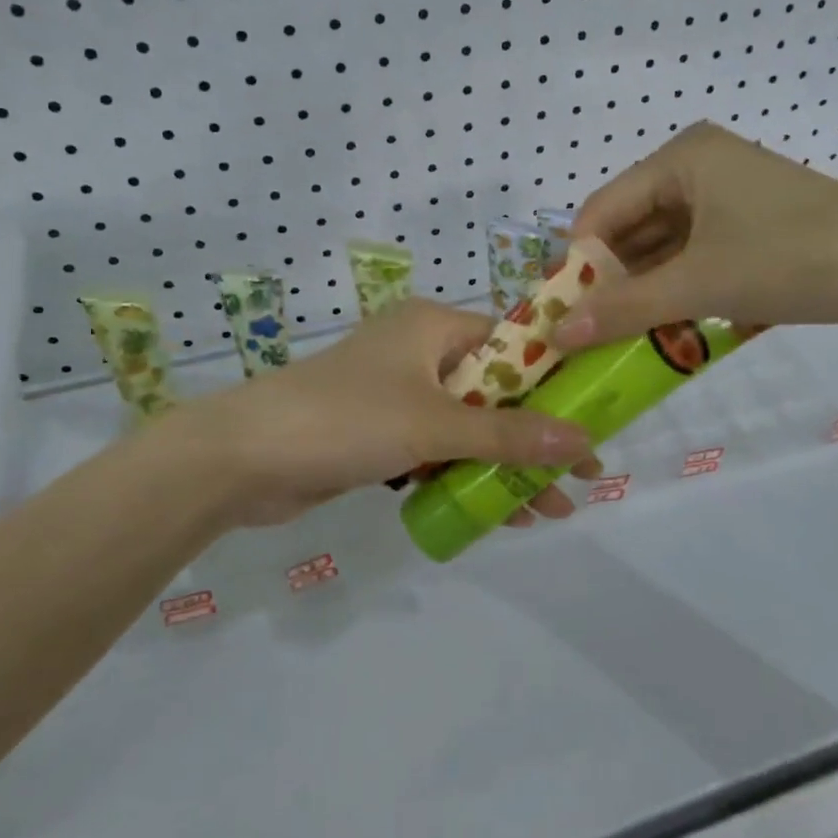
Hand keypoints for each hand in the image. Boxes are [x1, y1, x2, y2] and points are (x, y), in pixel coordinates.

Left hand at [188, 299, 597, 527]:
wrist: (242, 459)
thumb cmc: (345, 419)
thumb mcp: (433, 424)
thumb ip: (509, 435)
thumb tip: (584, 443)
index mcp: (432, 326)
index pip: (512, 343)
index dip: (556, 381)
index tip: (594, 417)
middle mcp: (418, 353)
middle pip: (494, 391)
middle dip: (536, 436)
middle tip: (582, 475)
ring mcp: (398, 396)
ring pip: (468, 427)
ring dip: (506, 465)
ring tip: (553, 509)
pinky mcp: (380, 435)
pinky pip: (438, 451)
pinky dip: (466, 476)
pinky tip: (502, 512)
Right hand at [557, 121, 837, 349]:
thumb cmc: (794, 258)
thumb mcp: (700, 283)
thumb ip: (623, 307)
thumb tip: (555, 333)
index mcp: (682, 158)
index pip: (602, 209)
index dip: (576, 263)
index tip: (556, 316)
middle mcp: (701, 171)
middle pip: (632, 231)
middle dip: (610, 284)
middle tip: (581, 337)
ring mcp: (731, 204)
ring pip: (665, 253)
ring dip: (644, 297)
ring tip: (614, 345)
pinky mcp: (755, 236)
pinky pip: (697, 265)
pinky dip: (679, 298)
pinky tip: (664, 337)